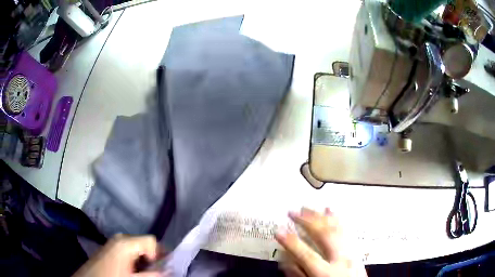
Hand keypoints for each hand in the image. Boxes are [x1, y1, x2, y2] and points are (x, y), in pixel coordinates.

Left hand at [73, 234, 165, 276]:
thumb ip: (153, 274)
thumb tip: (169, 270)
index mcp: (126, 242)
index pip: (151, 241)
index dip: (160, 255)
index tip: (161, 269)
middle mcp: (120, 238)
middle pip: (145, 244)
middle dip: (153, 259)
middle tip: (153, 273)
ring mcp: (114, 242)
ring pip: (138, 248)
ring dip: (144, 261)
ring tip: (143, 273)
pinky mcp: (111, 248)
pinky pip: (129, 251)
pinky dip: (135, 261)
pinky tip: (133, 271)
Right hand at [275, 208, 366, 276]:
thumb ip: (299, 274)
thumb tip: (286, 260)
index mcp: (326, 273)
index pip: (306, 254)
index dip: (291, 242)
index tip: (279, 230)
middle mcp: (340, 260)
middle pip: (324, 235)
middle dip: (307, 222)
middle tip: (293, 212)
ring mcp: (350, 252)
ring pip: (335, 228)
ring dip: (320, 217)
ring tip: (307, 208)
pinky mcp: (356, 249)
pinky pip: (347, 229)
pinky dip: (337, 218)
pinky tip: (330, 210)